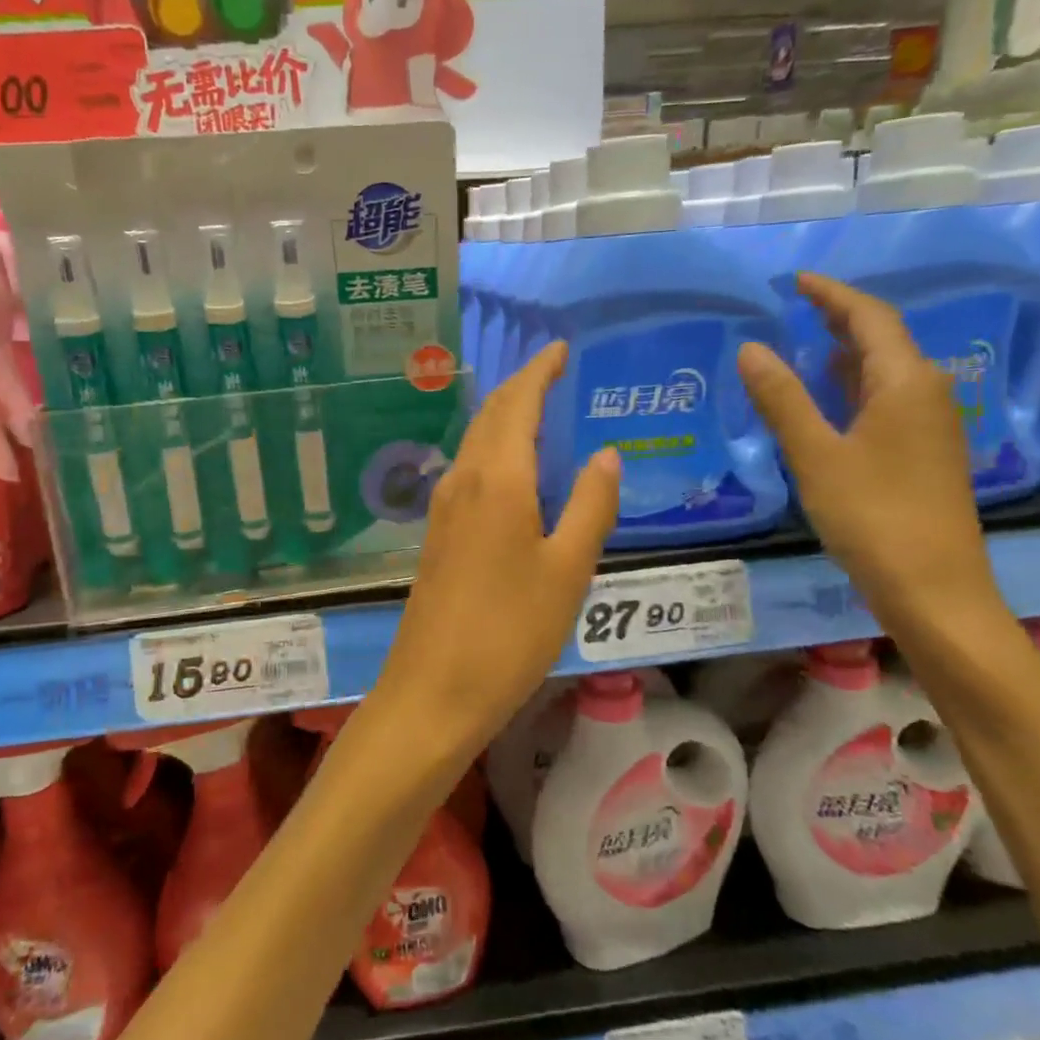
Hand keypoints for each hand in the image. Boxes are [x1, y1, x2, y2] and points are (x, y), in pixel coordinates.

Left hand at [372, 342, 619, 758]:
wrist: (434, 690)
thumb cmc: (510, 632)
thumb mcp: (568, 571)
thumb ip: (590, 506)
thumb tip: (606, 454)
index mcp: (498, 480)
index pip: (517, 405)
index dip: (538, 372)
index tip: (559, 349)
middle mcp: (463, 482)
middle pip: (490, 416)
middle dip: (520, 387)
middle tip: (553, 372)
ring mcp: (443, 509)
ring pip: (475, 443)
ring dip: (504, 417)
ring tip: (538, 410)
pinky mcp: (436, 536)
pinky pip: (468, 472)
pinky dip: (493, 451)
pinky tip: (512, 470)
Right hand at [737, 274, 1002, 634]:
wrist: (933, 587)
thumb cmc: (872, 515)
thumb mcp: (816, 455)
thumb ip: (782, 399)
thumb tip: (752, 348)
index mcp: (905, 383)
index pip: (869, 318)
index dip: (832, 295)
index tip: (797, 281)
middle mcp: (927, 393)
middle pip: (884, 339)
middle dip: (841, 319)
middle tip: (798, 307)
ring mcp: (931, 424)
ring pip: (887, 371)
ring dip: (847, 353)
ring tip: (805, 346)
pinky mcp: (926, 452)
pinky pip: (889, 398)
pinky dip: (855, 386)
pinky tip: (830, 400)